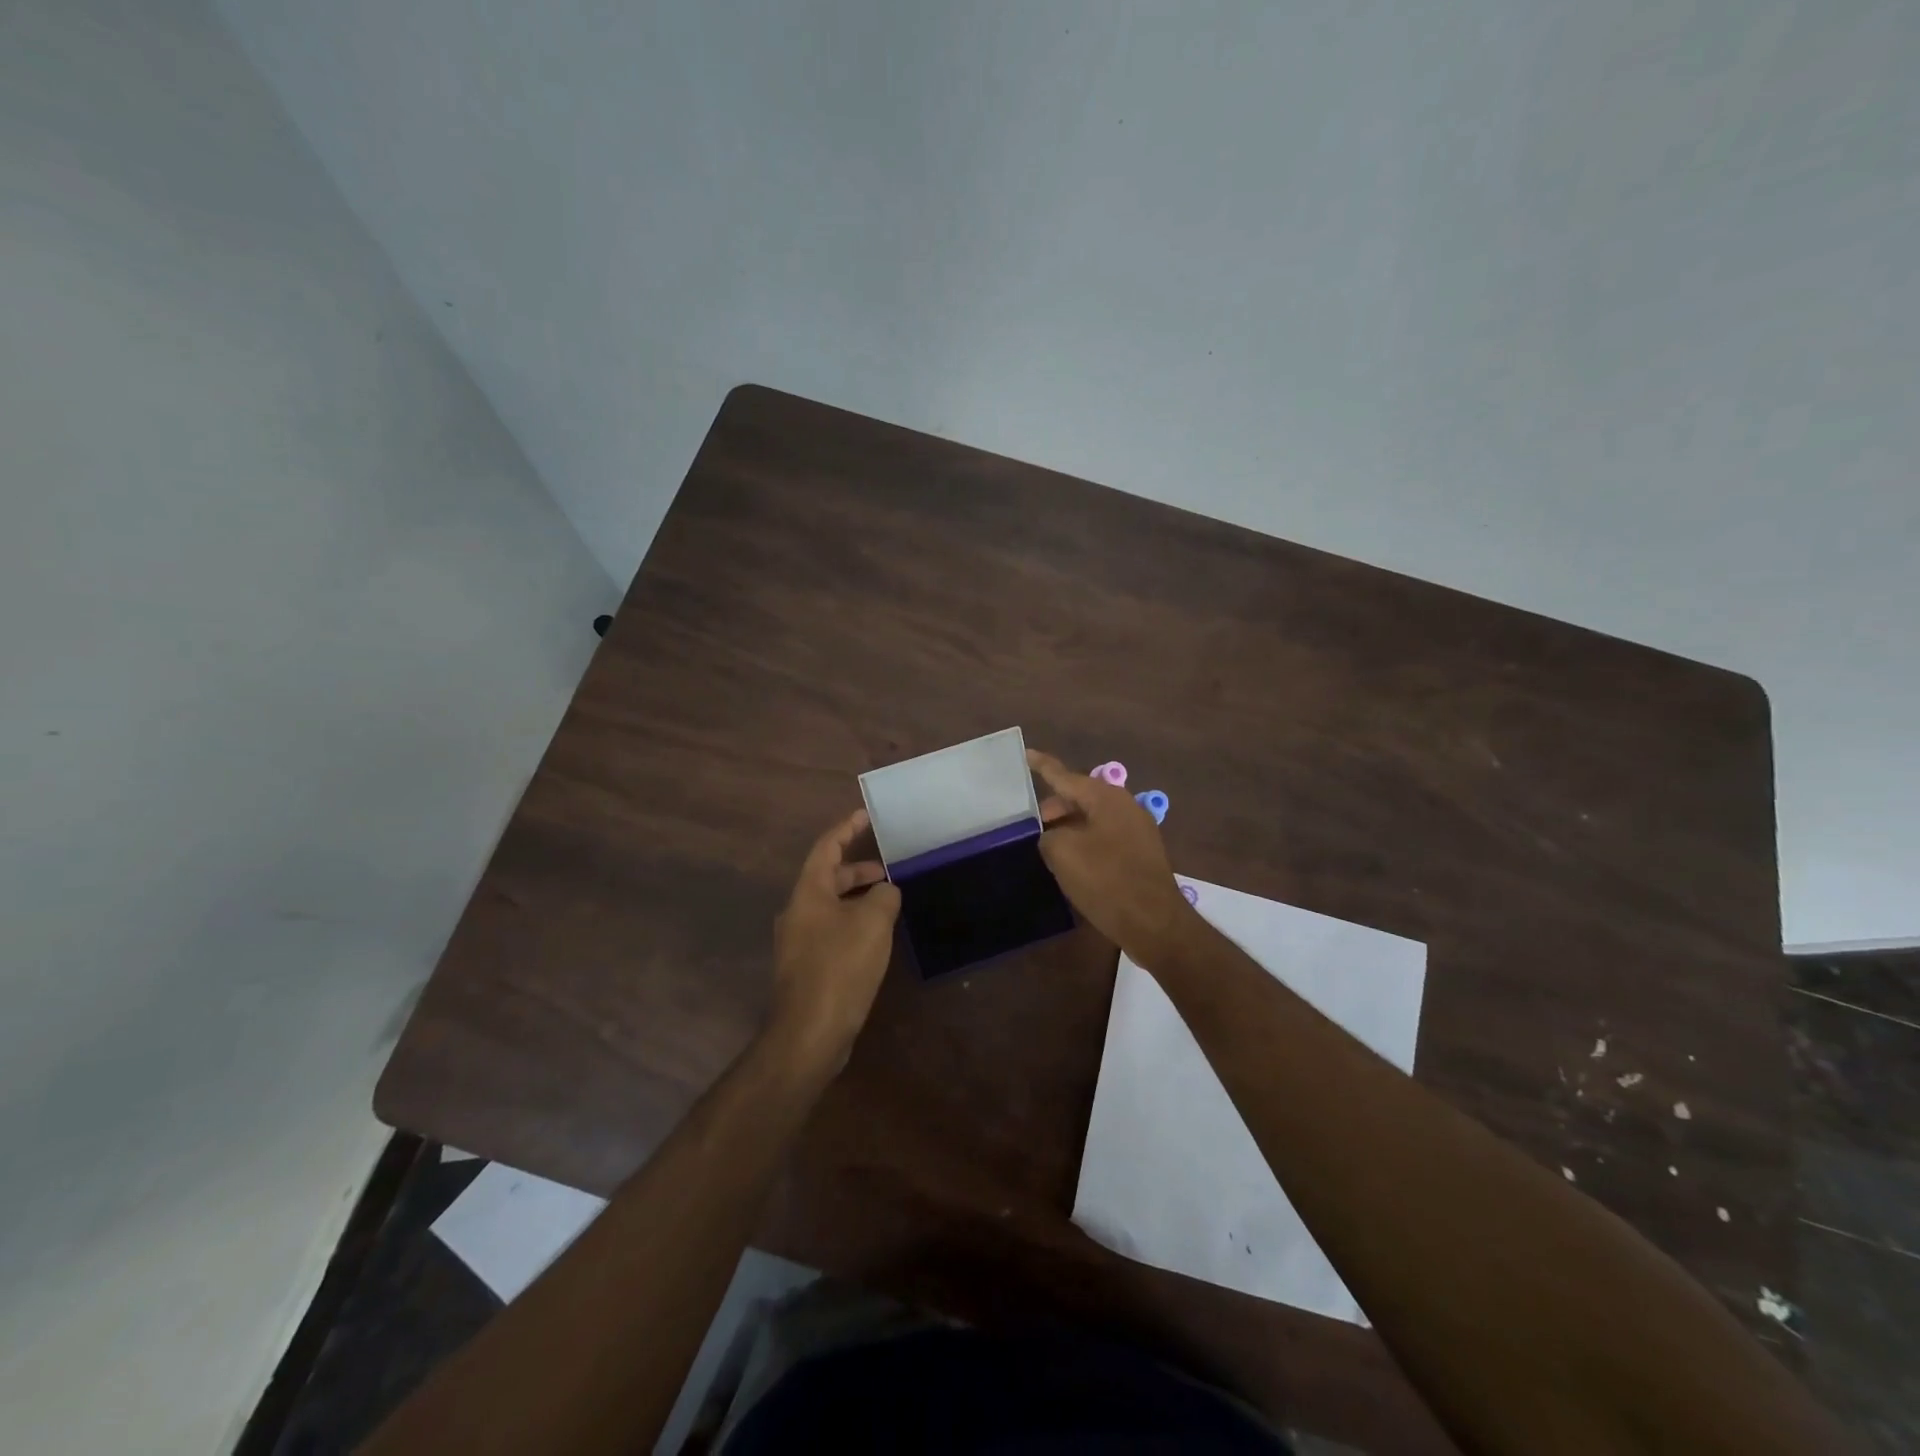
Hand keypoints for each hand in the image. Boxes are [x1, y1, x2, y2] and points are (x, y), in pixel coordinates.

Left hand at [770, 808, 900, 1070]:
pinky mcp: (807, 967)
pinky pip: (832, 931)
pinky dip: (854, 923)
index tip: (865, 815)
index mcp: (808, 892)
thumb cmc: (840, 967)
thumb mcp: (873, 922)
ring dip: (857, 898)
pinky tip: (876, 937)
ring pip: (831, 906)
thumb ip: (884, 896)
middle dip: (857, 869)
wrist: (809, 1033)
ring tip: (889, 901)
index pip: (826, 847)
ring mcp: (799, 942)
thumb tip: (886, 891)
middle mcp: (798, 912)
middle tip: (888, 868)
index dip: (846, 828)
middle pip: (827, 877)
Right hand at [1028, 749, 1196, 962]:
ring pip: (1091, 819)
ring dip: (1068, 828)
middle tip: (1030, 826)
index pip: (1065, 775)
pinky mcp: (1140, 855)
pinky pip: (1104, 838)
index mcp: (1106, 798)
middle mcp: (1124, 806)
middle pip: (1079, 797)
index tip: (1026, 753)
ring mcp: (1136, 830)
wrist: (1154, 923)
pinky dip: (1084, 843)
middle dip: (1054, 808)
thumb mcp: (1063, 853)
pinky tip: (1071, 863)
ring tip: (1046, 846)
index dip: (1043, 766)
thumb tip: (1054, 837)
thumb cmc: (1106, 880)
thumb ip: (1049, 836)